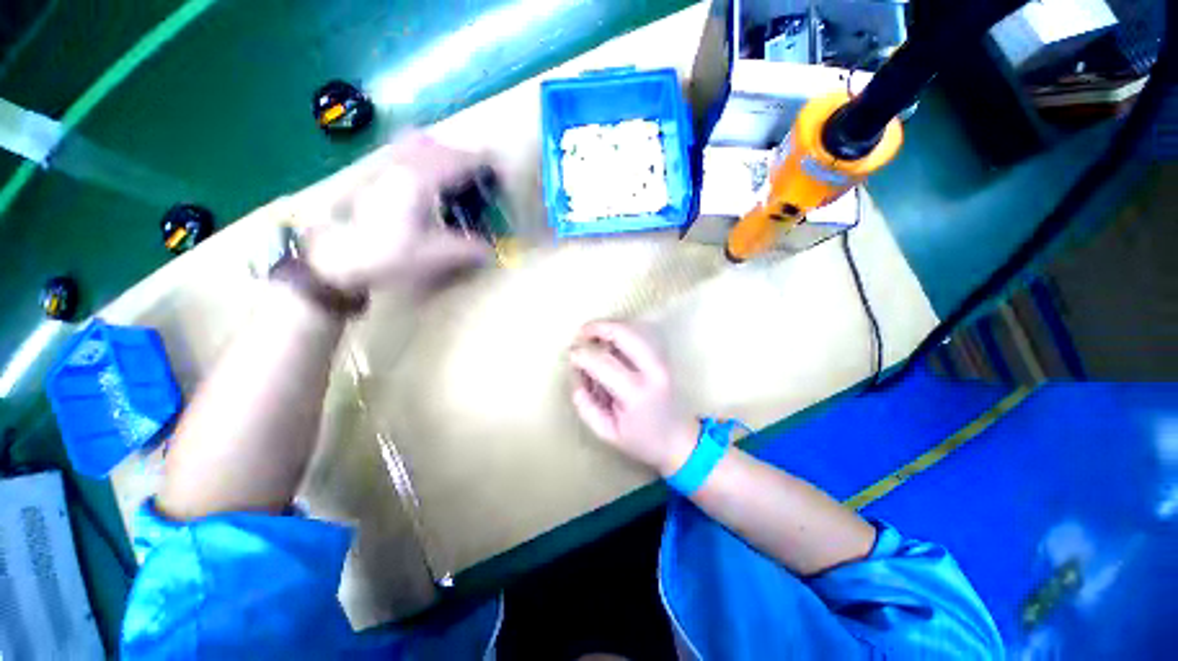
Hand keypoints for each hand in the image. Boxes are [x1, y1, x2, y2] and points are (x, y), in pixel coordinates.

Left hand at [305, 133, 492, 292]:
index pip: (463, 159)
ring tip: (456, 183)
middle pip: (444, 146)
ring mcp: (385, 163)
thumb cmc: (385, 254)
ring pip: (421, 143)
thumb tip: (491, 252)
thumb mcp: (435, 256)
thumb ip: (470, 250)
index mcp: (421, 178)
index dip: (488, 165)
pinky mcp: (374, 171)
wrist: (332, 256)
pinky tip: (427, 184)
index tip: (503, 179)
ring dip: (445, 157)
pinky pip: (405, 152)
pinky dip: (425, 160)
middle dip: (467, 161)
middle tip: (480, 186)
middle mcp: (403, 161)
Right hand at [569, 321, 698, 475]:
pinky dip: (626, 329)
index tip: (571, 355)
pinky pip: (644, 332)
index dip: (583, 355)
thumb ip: (586, 407)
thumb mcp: (607, 433)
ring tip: (595, 334)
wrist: (680, 439)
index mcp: (636, 393)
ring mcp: (663, 360)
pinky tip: (614, 339)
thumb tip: (576, 376)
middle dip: (599, 327)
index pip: (604, 363)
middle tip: (582, 333)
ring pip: (637, 328)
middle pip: (625, 334)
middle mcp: (653, 370)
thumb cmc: (642, 439)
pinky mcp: (666, 356)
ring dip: (613, 326)